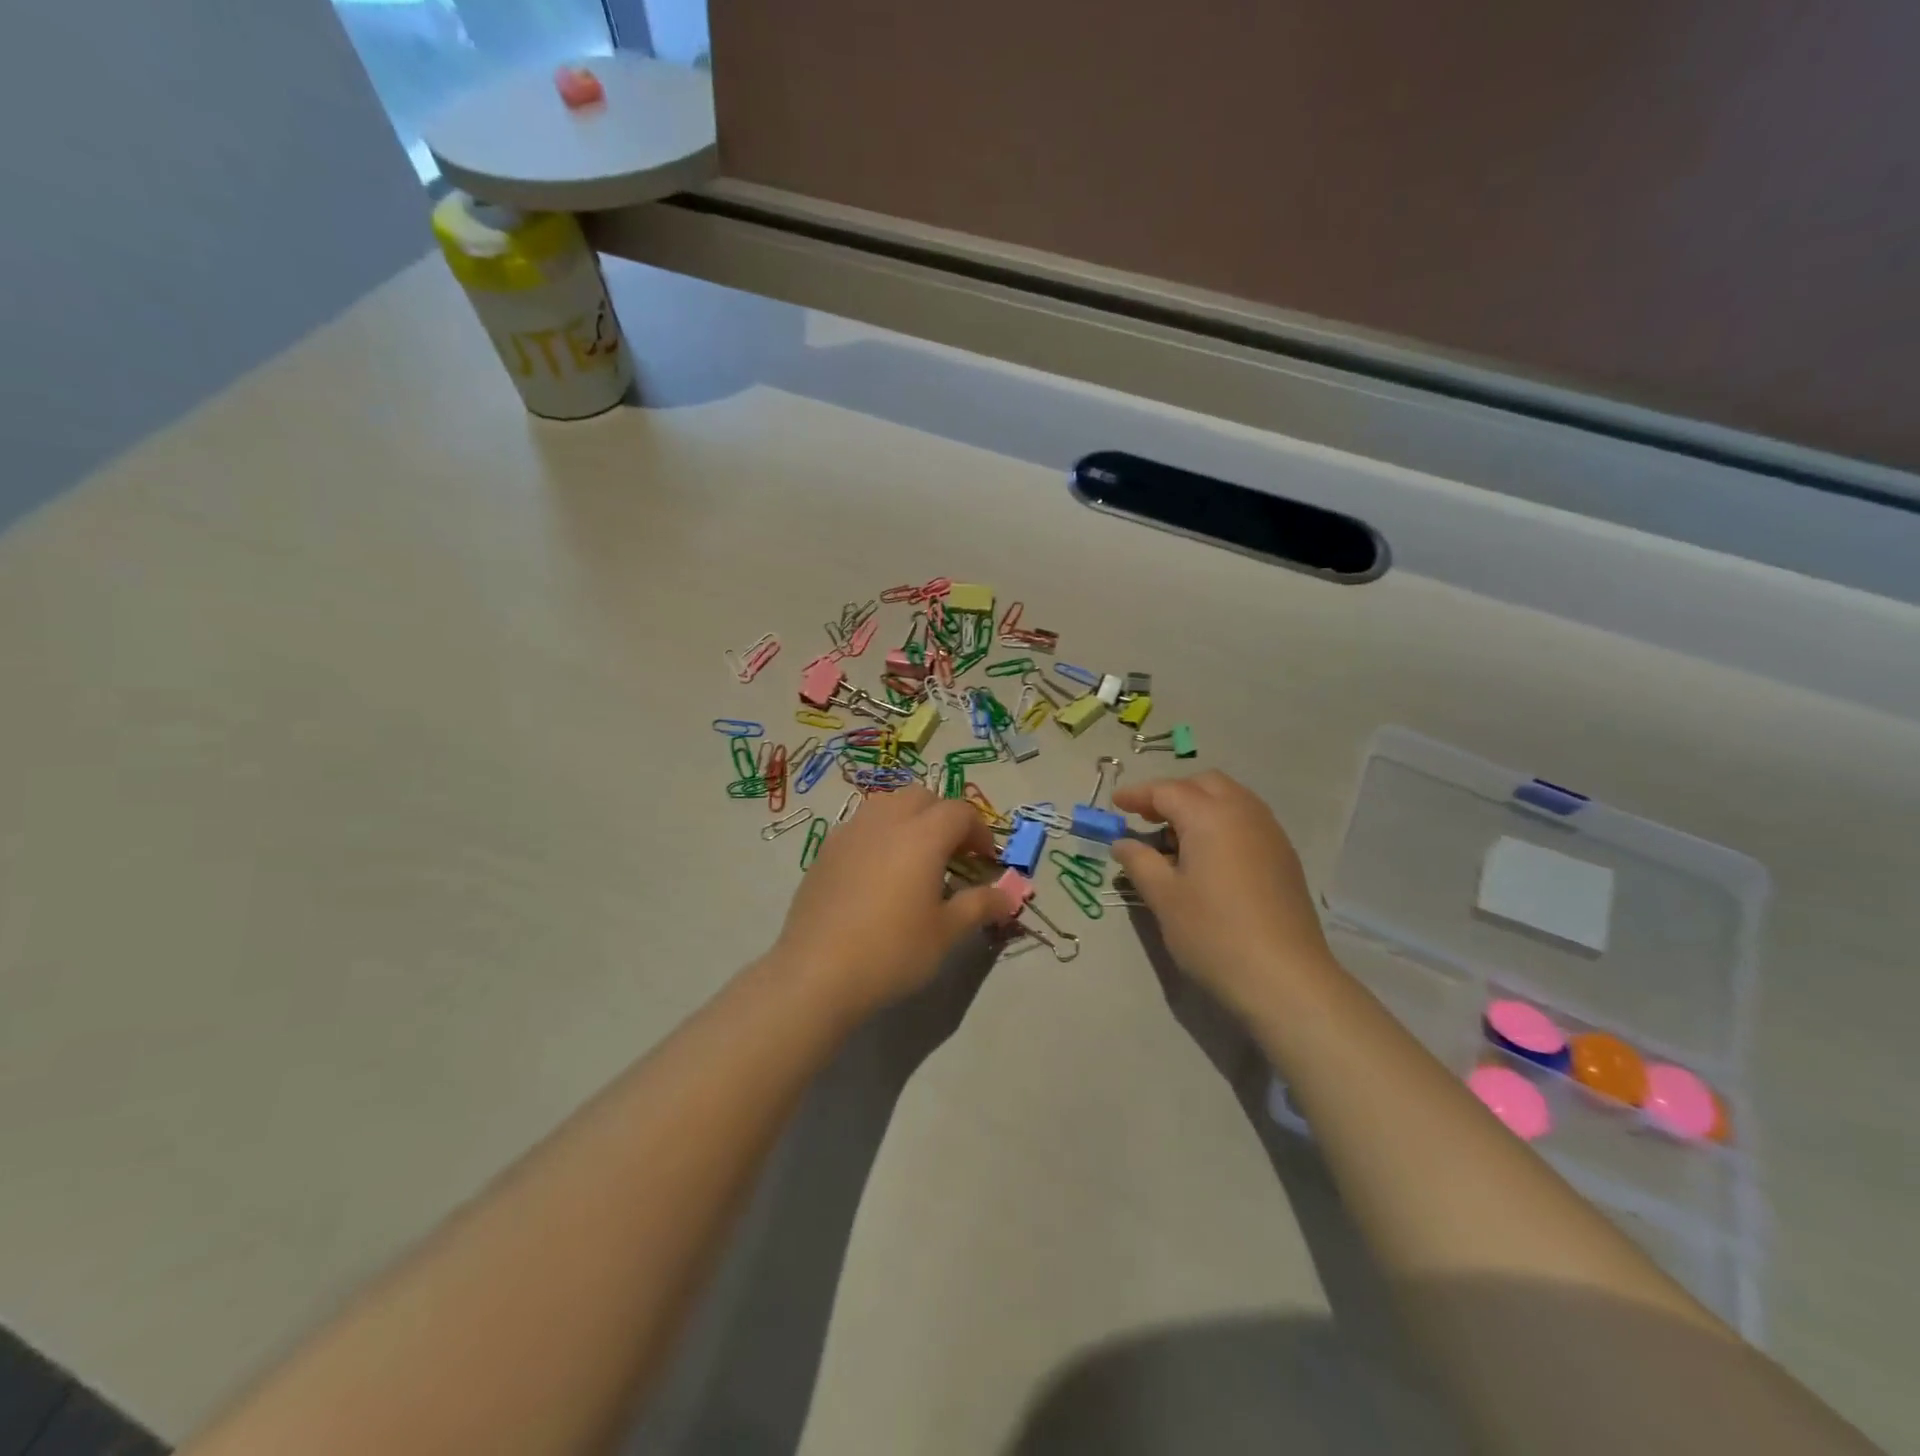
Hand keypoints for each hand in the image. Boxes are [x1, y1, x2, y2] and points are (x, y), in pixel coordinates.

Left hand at [772, 787, 1009, 1015]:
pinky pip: (861, 825)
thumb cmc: (892, 951)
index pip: (960, 812)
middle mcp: (886, 821)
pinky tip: (878, 873)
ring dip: (909, 819)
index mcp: (923, 835)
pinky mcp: (825, 849)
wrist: (817, 972)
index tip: (985, 861)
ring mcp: (850, 831)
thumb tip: (1009, 895)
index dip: (979, 832)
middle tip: (953, 855)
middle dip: (944, 817)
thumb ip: (980, 905)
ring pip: (887, 804)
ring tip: (915, 858)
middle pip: (922, 797)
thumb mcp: (946, 933)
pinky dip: (880, 834)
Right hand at [1111, 772, 1331, 1020]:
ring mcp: (1270, 833)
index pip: (1167, 790)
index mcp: (1210, 816)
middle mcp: (1244, 813)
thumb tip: (1123, 843)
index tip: (1115, 804)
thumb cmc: (1213, 934)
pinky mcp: (1284, 857)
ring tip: (1175, 838)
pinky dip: (1222, 823)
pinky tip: (1208, 857)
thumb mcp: (1164, 898)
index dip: (1137, 794)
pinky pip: (1248, 820)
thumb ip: (1139, 862)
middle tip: (1146, 817)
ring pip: (1231, 799)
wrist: (1284, 978)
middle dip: (1173, 793)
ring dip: (1200, 806)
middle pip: (1204, 784)